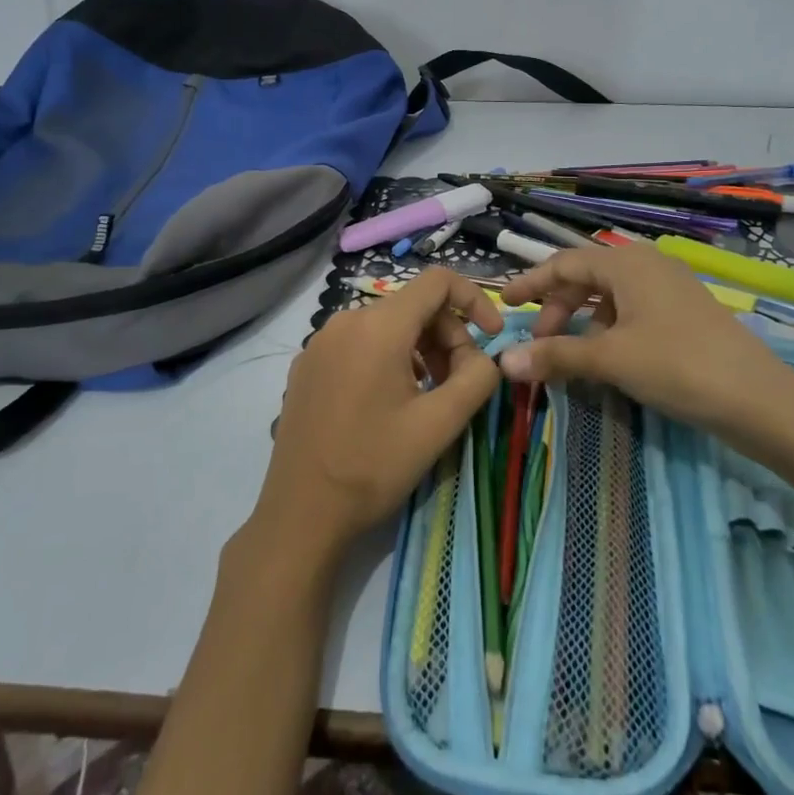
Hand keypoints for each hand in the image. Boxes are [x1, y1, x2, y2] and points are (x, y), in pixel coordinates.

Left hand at [251, 270, 503, 577]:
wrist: (301, 513)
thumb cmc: (373, 465)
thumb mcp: (440, 424)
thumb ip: (477, 378)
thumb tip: (486, 357)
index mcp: (378, 326)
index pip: (437, 281)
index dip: (474, 300)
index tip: (492, 337)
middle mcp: (345, 320)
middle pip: (412, 305)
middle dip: (447, 335)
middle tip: (461, 382)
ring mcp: (320, 342)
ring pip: (386, 326)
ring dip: (420, 349)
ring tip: (429, 396)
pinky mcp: (307, 365)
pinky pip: (359, 343)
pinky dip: (388, 358)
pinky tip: (390, 402)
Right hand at [496, 245, 793, 442]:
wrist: (758, 398)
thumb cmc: (677, 365)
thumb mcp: (611, 359)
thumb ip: (556, 356)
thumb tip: (504, 362)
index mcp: (627, 263)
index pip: (564, 263)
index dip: (531, 283)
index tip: (505, 302)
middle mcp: (648, 265)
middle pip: (587, 278)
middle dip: (558, 308)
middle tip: (540, 343)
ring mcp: (670, 288)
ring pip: (610, 296)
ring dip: (583, 321)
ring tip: (571, 355)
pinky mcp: (685, 313)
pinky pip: (633, 311)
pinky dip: (610, 329)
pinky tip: (608, 357)